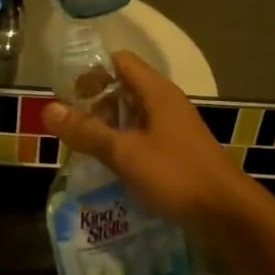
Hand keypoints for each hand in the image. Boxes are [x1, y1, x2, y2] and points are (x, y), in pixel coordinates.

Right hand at [42, 52, 254, 232]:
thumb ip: (87, 131)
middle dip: (96, 103)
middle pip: (125, 88)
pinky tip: (110, 167)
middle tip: (71, 126)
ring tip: (84, 147)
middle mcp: (167, 103)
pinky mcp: (178, 152)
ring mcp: (175, 128)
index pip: (120, 62)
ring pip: (134, 116)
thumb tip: (48, 109)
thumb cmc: (175, 174)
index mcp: (157, 92)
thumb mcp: (124, 152)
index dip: (92, 72)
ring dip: (108, 127)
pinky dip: (125, 145)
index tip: (68, 95)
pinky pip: (144, 137)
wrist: (225, 213)